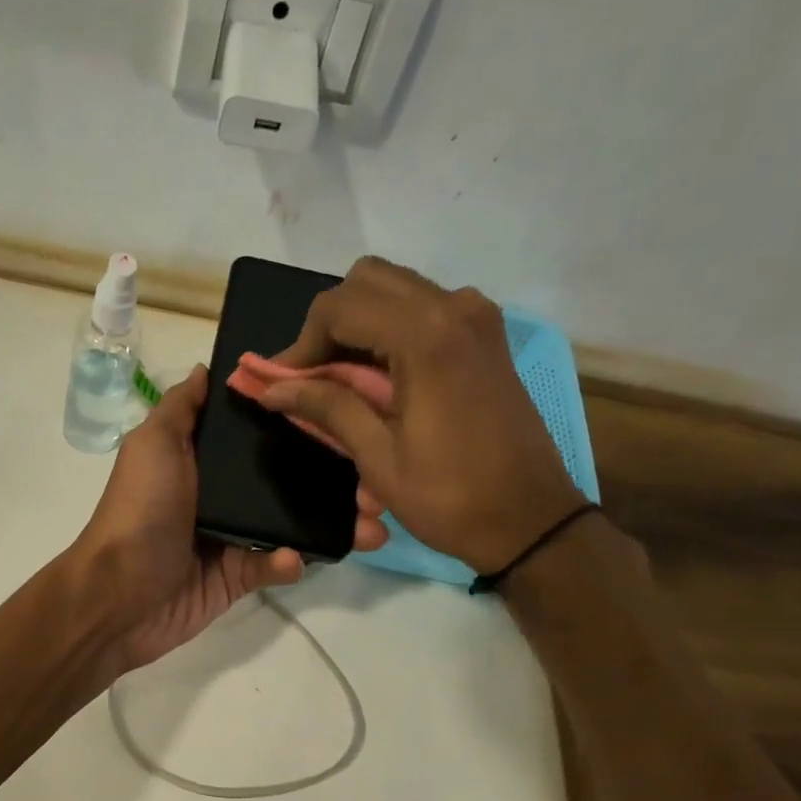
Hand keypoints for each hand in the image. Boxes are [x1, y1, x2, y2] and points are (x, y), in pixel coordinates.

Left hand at [65, 365, 385, 677]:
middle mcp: (220, 492)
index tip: (347, 408)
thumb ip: (181, 408)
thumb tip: (207, 368)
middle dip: (333, 477)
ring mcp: (230, 537)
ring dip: (332, 523)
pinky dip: (289, 562)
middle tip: (377, 479)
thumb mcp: (152, 445)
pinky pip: (273, 566)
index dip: (300, 420)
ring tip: (374, 524)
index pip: (259, 433)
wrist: (118, 596)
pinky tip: (297, 558)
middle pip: (286, 478)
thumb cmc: (138, 512)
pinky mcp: (236, 578)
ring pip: (291, 524)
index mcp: (202, 458)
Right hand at [257, 257, 584, 572]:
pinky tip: (380, 375)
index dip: (301, 343)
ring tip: (340, 377)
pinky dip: (391, 329)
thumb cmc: (449, 496)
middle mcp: (454, 308)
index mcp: (426, 336)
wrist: (530, 519)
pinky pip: (425, 308)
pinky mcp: (486, 336)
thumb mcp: (378, 456)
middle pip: (367, 281)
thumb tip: (270, 387)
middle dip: (329, 324)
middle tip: (311, 375)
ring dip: (359, 323)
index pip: (340, 307)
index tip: (282, 383)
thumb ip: (326, 407)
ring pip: (396, 289)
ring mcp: (477, 318)